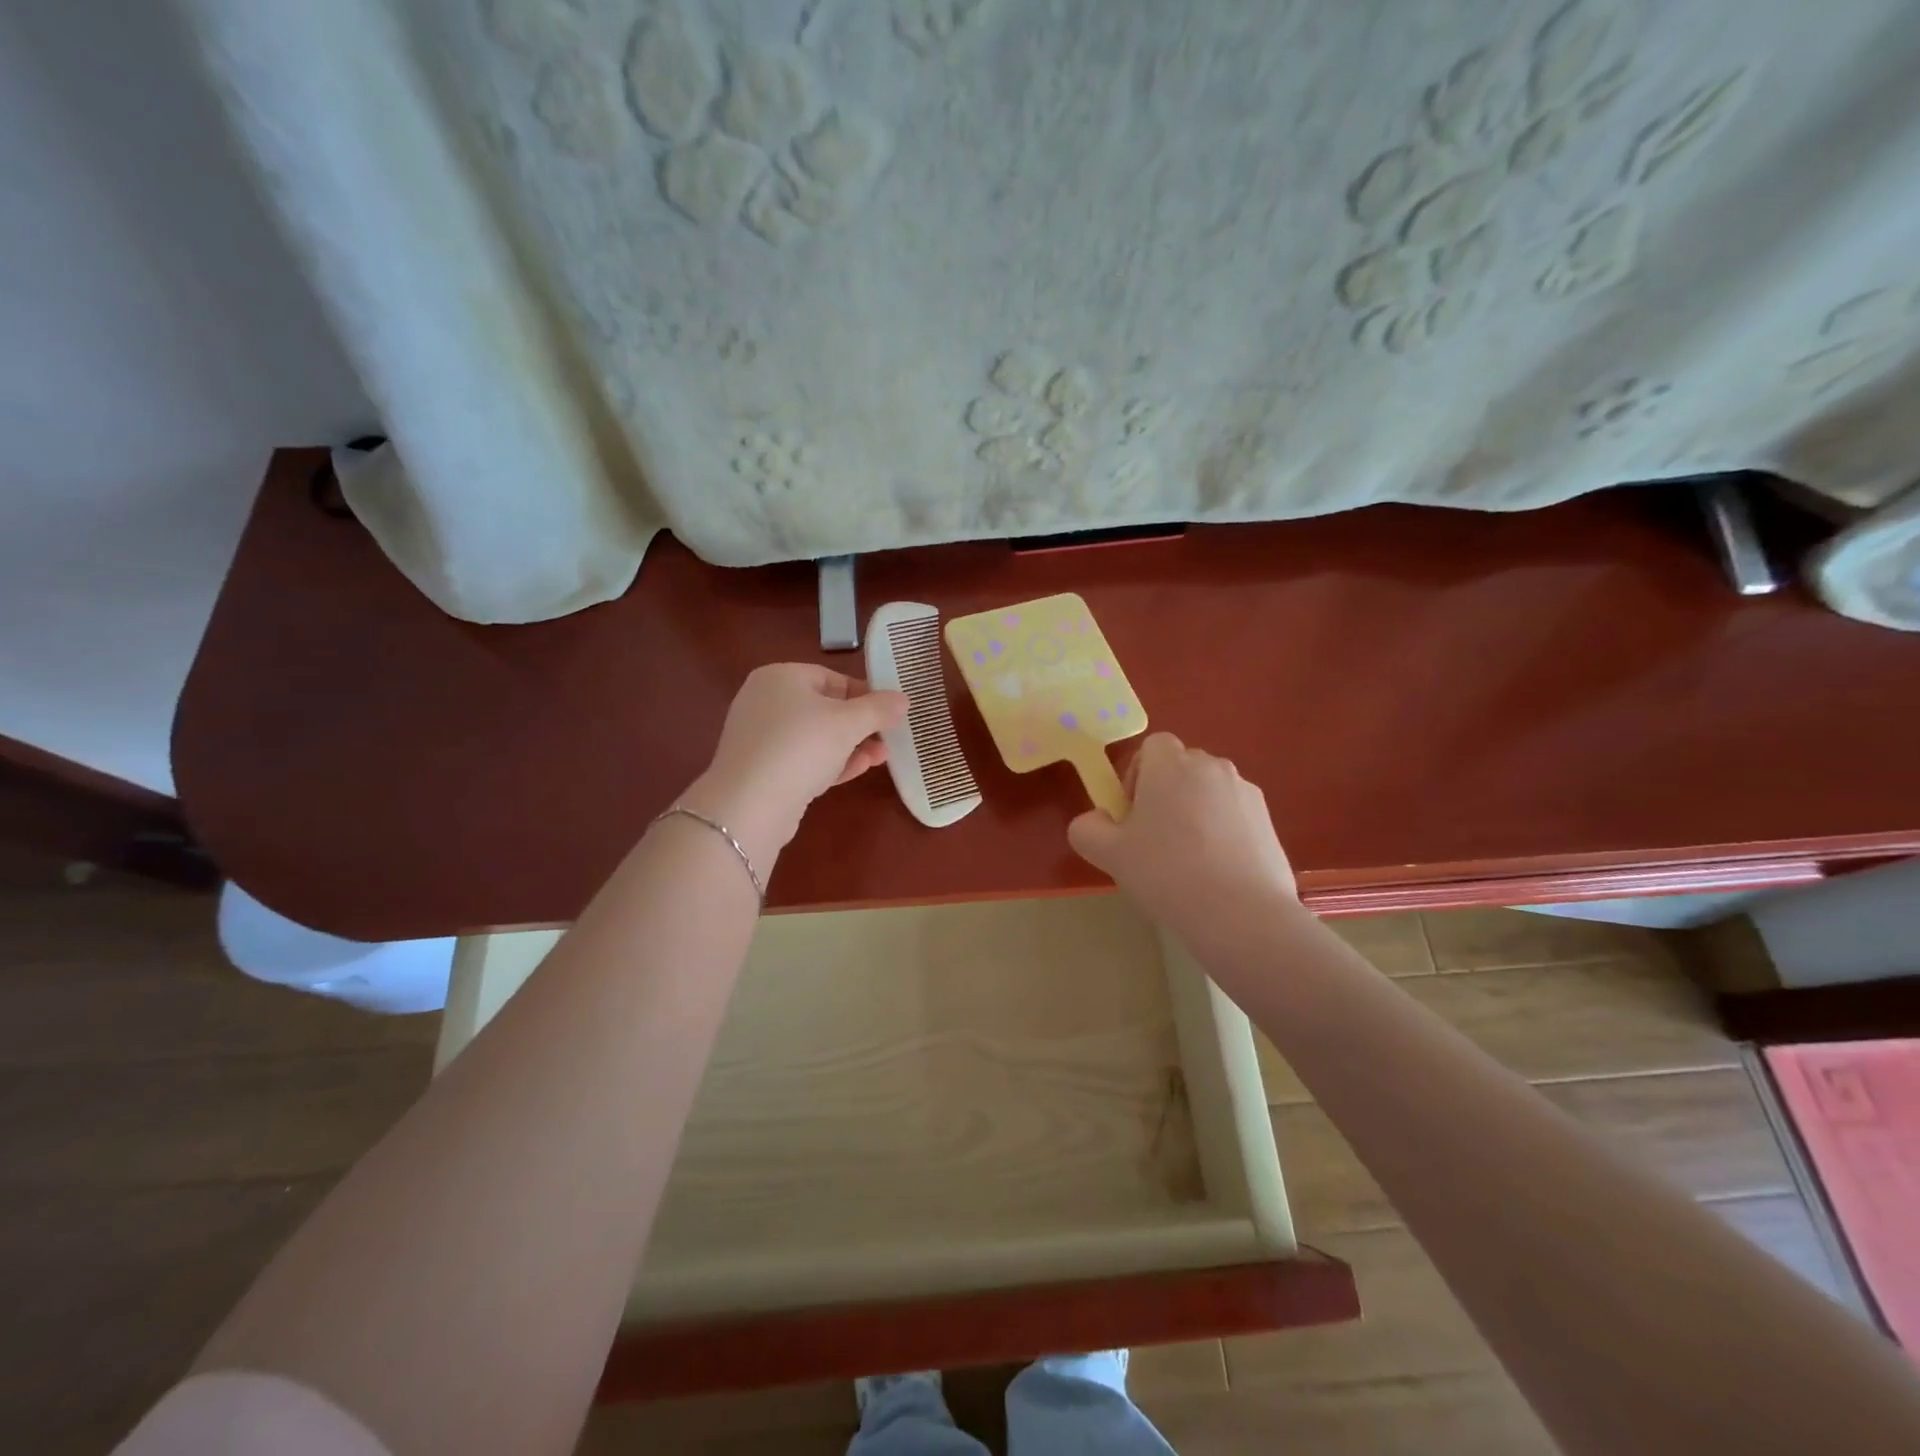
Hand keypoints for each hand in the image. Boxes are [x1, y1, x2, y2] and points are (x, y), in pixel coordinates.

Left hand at [682, 663, 907, 862]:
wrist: (750, 805)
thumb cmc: (801, 746)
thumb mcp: (848, 723)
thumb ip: (878, 709)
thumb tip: (902, 699)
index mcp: (780, 677)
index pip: (832, 677)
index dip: (865, 693)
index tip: (891, 712)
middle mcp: (765, 701)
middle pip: (824, 708)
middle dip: (860, 725)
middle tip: (889, 737)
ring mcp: (761, 738)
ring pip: (815, 737)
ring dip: (851, 746)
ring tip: (882, 757)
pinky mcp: (762, 770)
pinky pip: (803, 760)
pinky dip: (830, 763)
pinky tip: (858, 770)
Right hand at [1068, 733, 1301, 942]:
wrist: (1242, 914)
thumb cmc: (1167, 873)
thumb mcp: (1109, 855)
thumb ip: (1088, 829)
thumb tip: (1096, 820)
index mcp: (1171, 765)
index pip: (1152, 747)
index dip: (1137, 775)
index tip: (1132, 815)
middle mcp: (1211, 767)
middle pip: (1182, 768)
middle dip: (1166, 793)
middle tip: (1154, 839)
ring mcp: (1246, 793)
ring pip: (1210, 792)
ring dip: (1196, 812)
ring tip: (1189, 861)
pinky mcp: (1269, 821)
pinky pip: (1235, 816)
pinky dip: (1224, 832)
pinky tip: (1217, 873)